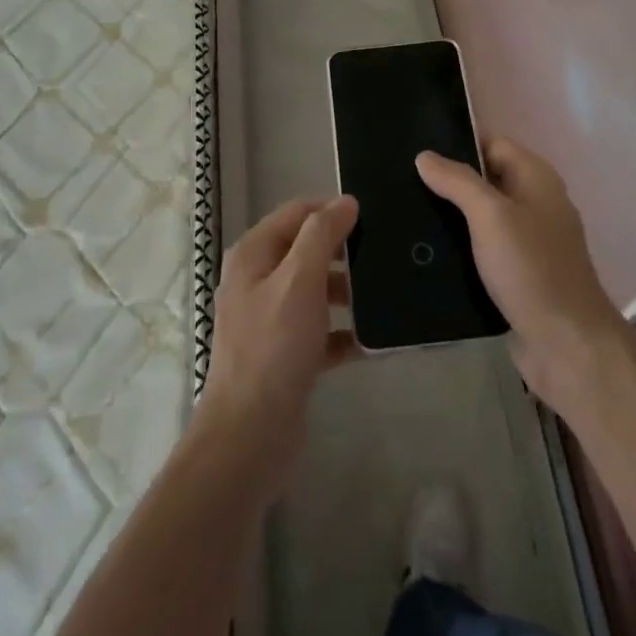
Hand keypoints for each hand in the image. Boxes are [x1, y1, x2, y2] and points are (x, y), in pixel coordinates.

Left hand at [197, 195, 359, 496]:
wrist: (250, 435)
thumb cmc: (274, 347)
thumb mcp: (299, 280)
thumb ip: (322, 235)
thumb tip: (345, 201)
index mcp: (253, 255)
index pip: (296, 213)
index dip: (331, 209)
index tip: (372, 216)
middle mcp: (257, 281)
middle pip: (306, 250)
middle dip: (343, 252)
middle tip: (384, 254)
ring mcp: (270, 319)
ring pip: (315, 291)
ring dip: (347, 292)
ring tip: (385, 295)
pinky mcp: (285, 354)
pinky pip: (321, 331)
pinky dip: (344, 332)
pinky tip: (374, 340)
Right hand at [416, 138, 635, 415]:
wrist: (566, 345)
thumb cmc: (531, 269)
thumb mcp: (491, 215)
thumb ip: (458, 181)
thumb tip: (425, 156)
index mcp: (536, 178)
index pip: (491, 143)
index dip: (456, 142)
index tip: (414, 148)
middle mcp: (534, 203)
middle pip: (484, 179)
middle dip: (447, 181)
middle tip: (400, 183)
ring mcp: (527, 240)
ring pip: (480, 217)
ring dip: (449, 217)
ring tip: (404, 215)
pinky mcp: (517, 273)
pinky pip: (482, 249)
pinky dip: (459, 247)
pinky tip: (425, 251)